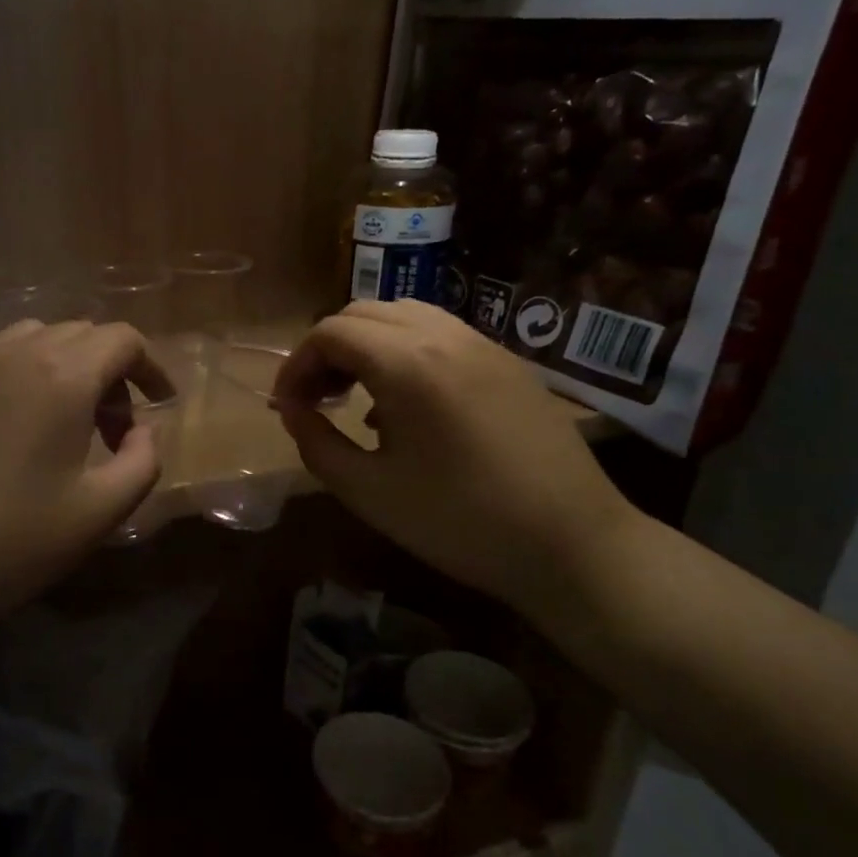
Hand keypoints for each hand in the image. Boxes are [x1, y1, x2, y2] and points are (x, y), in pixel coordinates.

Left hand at [0, 320, 175, 640]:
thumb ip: (142, 463)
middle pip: (81, 334)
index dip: (151, 366)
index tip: (162, 403)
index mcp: (62, 378)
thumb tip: (144, 431)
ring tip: (70, 423)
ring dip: (68, 368)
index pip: (122, 339)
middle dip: (113, 372)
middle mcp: (16, 355)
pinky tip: (19, 430)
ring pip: (36, 339)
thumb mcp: (98, 513)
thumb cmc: (9, 544)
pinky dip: (27, 376)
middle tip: (117, 429)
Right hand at [272, 299, 636, 619]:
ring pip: (405, 317)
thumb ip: (316, 444)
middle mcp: (445, 336)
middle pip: (364, 313)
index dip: (296, 365)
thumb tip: (292, 412)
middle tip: (314, 400)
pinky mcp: (508, 364)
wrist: (571, 543)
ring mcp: (484, 345)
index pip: (330, 332)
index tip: (286, 407)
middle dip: (327, 350)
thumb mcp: (368, 491)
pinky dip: (405, 352)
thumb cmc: (458, 522)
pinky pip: (442, 336)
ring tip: (354, 397)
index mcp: (407, 363)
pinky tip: (405, 405)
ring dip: (366, 346)